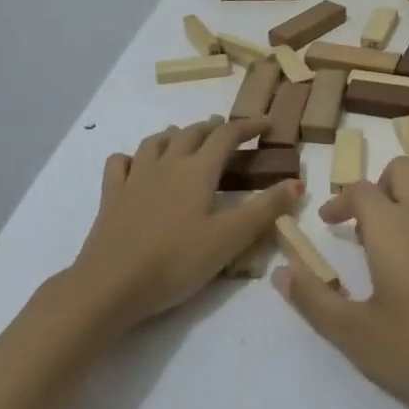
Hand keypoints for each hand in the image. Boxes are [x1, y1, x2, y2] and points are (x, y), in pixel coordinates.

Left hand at [68, 116, 301, 330]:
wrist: (111, 285)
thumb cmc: (176, 261)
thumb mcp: (230, 239)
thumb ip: (265, 210)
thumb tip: (297, 182)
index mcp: (198, 171)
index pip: (227, 136)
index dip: (248, 126)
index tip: (266, 123)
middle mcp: (167, 164)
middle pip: (191, 133)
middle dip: (212, 127)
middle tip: (226, 130)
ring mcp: (135, 177)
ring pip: (156, 142)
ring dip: (175, 135)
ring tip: (184, 138)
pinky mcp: (111, 196)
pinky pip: (120, 163)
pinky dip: (132, 157)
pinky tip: (134, 164)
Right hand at [274, 158, 408, 408]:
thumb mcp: (356, 336)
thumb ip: (314, 299)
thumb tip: (281, 271)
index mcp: (393, 227)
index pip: (361, 190)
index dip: (341, 200)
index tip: (331, 223)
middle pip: (403, 168)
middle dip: (381, 185)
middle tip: (371, 222)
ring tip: (408, 224)